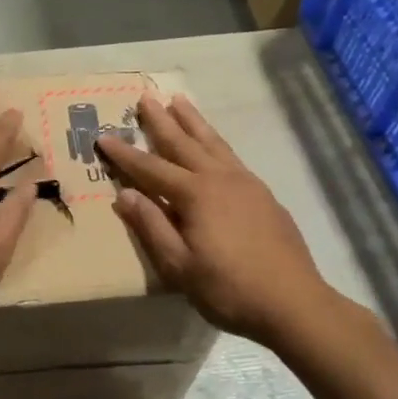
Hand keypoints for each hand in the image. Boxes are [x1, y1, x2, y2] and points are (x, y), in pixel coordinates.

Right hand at [97, 94, 347, 348]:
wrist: (293, 302)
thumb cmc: (229, 288)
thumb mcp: (179, 265)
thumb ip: (152, 226)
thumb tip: (124, 194)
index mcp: (195, 194)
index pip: (150, 168)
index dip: (125, 154)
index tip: (103, 137)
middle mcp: (219, 178)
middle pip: (184, 142)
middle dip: (161, 120)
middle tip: (146, 96)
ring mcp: (245, 183)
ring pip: (212, 142)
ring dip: (193, 121)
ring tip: (179, 100)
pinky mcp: (263, 194)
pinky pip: (231, 155)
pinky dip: (216, 141)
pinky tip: (214, 144)